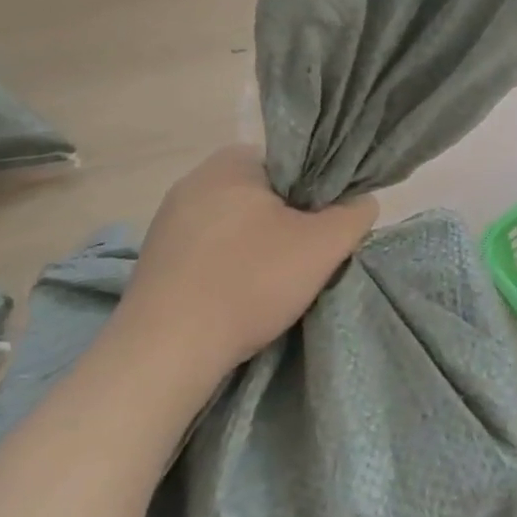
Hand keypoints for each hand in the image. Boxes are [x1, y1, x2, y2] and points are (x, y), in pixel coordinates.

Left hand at [114, 145, 377, 375]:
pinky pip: (210, 249)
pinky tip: (241, 295)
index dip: (319, 192)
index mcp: (232, 161)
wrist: (163, 354)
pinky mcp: (155, 258)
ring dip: (261, 245)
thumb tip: (361, 203)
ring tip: (277, 281)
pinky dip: (231, 265)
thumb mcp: (325, 244)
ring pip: (238, 224)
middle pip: (266, 194)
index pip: (294, 163)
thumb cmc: (249, 282)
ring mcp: (168, 221)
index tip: (328, 224)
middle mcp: (194, 180)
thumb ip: (355, 214)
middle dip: (290, 220)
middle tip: (310, 254)